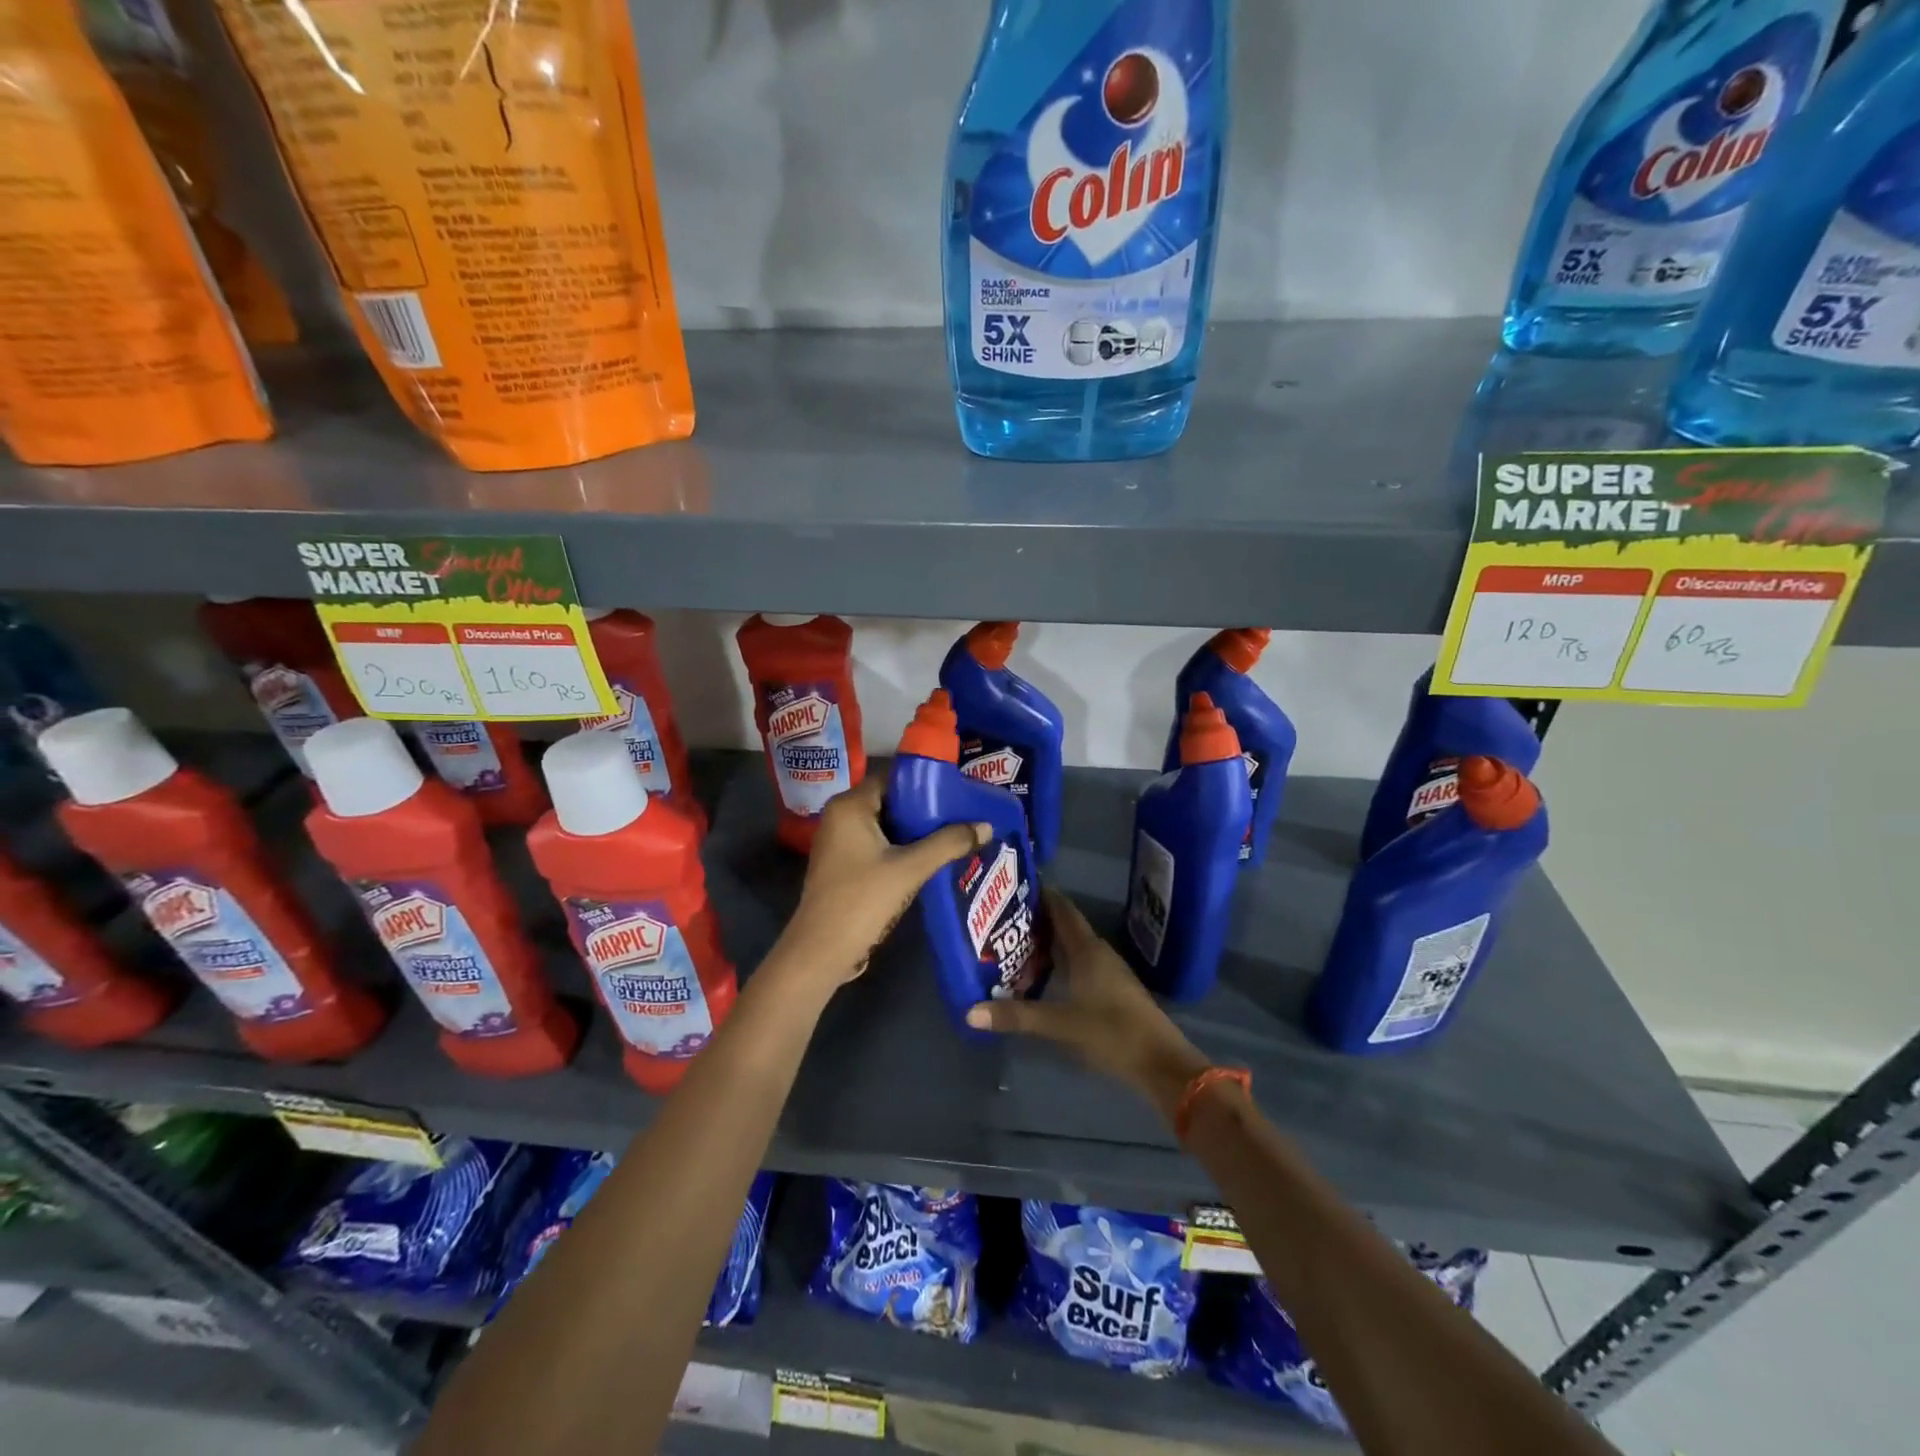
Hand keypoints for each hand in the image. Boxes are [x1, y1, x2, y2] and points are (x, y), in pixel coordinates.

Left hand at [777, 776, 989, 987]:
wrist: (822, 951)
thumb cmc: (863, 899)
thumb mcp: (910, 869)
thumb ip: (948, 843)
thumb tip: (986, 826)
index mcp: (850, 806)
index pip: (892, 778)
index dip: (925, 783)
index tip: (956, 791)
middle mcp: (840, 816)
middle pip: (890, 801)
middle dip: (924, 809)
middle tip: (960, 814)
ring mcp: (838, 842)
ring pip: (885, 826)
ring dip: (914, 832)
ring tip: (952, 835)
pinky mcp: (843, 865)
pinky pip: (877, 845)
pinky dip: (901, 848)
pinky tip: (928, 859)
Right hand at [966, 887, 1210, 1123]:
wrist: (1162, 1063)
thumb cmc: (1112, 1033)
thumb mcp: (1060, 1024)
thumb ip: (1017, 1016)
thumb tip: (969, 1012)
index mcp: (1086, 949)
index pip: (1061, 909)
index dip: (1040, 894)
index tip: (1012, 886)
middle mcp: (1098, 952)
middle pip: (1065, 925)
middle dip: (1036, 919)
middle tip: (1002, 917)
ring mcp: (1108, 971)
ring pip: (1073, 946)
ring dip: (1048, 942)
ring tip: (1014, 943)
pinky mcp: (1113, 989)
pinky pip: (1080, 963)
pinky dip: (1060, 961)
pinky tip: (1043, 975)